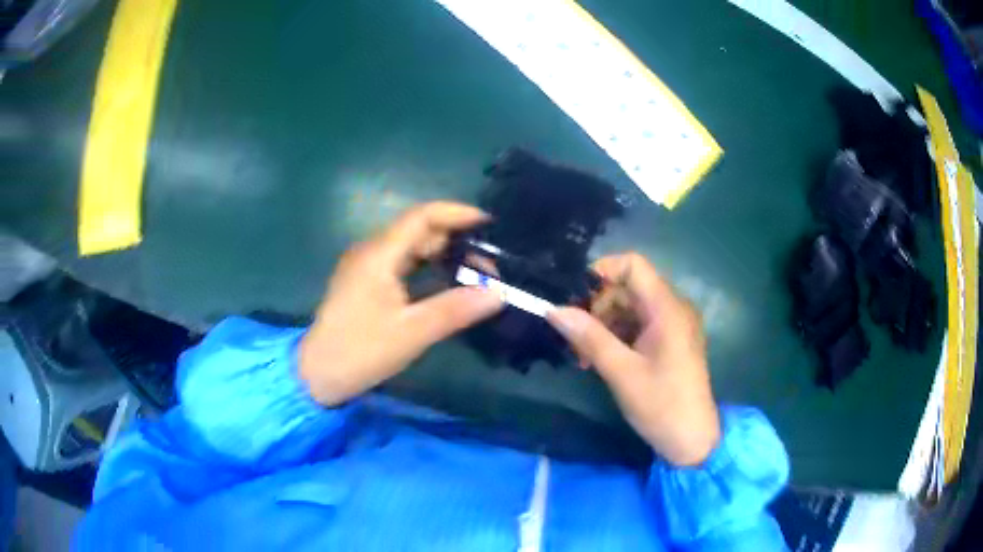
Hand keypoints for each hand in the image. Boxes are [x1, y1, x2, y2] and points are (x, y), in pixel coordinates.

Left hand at [299, 202, 503, 406]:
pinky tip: (445, 283)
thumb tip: (499, 293)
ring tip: (474, 271)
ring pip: (410, 247)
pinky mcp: (365, 283)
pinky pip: (401, 263)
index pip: (421, 216)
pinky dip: (427, 267)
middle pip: (418, 230)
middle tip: (489, 261)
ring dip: (442, 253)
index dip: (456, 213)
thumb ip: (454, 310)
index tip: (488, 224)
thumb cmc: (360, 351)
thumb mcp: (411, 333)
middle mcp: (371, 252)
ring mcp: (365, 267)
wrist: (316, 374)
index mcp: (379, 255)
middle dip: (455, 238)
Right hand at [547, 253, 720, 465]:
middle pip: (629, 288)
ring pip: (631, 308)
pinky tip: (600, 360)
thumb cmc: (661, 405)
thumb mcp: (621, 372)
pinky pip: (639, 326)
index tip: (574, 298)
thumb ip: (589, 337)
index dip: (601, 272)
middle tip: (574, 338)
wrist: (693, 439)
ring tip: (584, 357)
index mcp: (667, 308)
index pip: (633, 265)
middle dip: (597, 307)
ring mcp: (674, 326)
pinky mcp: (671, 342)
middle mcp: (674, 308)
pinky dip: (618, 337)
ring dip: (604, 325)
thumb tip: (554, 309)